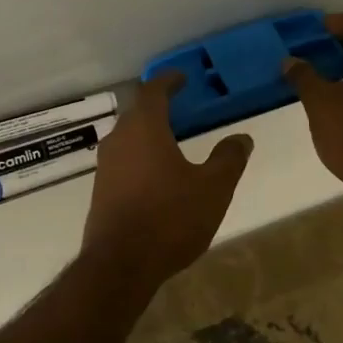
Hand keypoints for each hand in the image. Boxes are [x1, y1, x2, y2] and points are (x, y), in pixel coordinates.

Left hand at [79, 74, 253, 290]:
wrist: (120, 265)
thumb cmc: (170, 217)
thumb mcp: (213, 188)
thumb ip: (228, 159)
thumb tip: (242, 138)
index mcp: (144, 128)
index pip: (153, 91)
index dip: (168, 81)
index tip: (182, 77)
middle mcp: (119, 139)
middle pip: (137, 113)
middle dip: (158, 107)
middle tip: (180, 107)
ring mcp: (105, 166)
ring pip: (127, 138)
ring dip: (147, 134)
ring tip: (171, 141)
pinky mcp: (100, 191)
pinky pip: (122, 162)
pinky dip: (139, 158)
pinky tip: (155, 175)